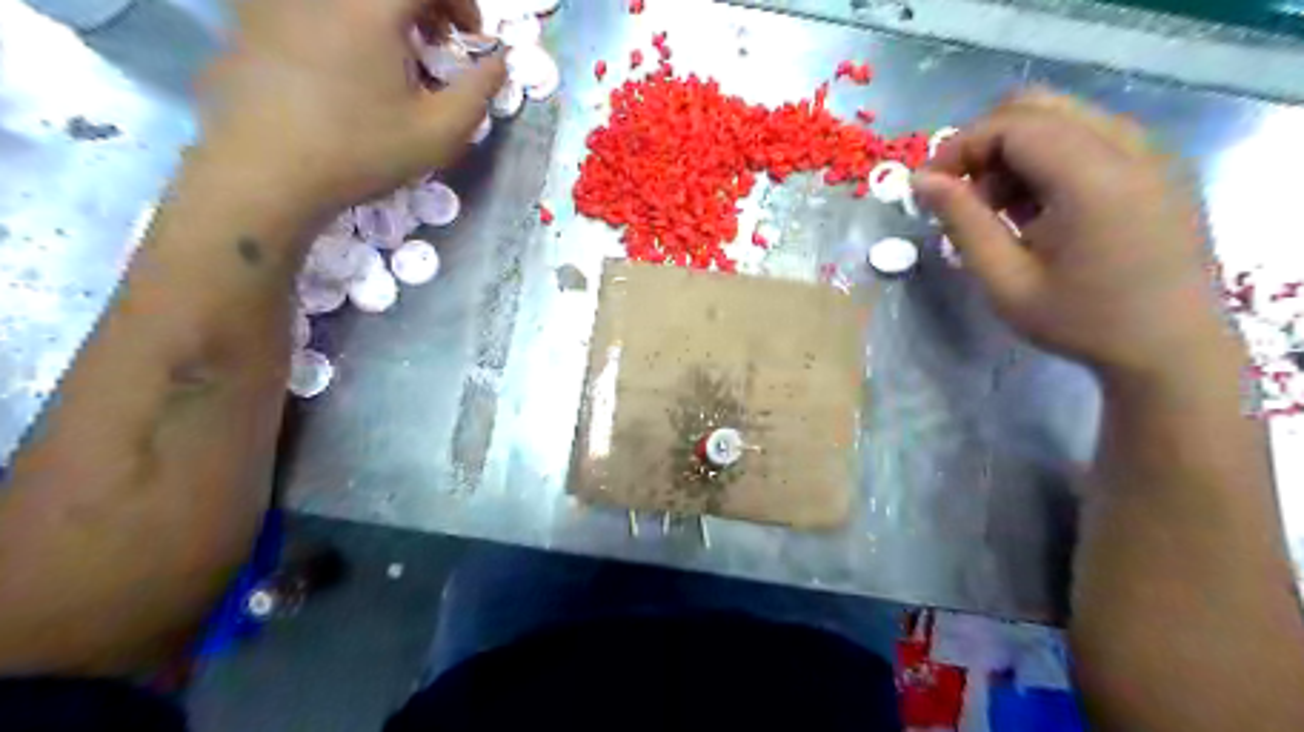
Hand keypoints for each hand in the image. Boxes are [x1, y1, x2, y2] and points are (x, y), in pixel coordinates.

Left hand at [198, 1, 501, 218]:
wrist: (268, 171)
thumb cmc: (363, 151)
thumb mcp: (439, 133)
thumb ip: (479, 92)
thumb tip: (500, 62)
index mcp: (371, 8)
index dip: (461, 2)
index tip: (470, 39)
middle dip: (424, 6)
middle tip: (435, 44)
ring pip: (353, 1)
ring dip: (385, 15)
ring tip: (392, 55)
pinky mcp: (254, 14)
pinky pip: (317, 10)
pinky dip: (345, 22)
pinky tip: (346, 60)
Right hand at [916, 93, 1234, 383]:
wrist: (1170, 349)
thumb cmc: (1080, 322)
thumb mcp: (1005, 281)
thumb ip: (962, 222)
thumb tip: (921, 180)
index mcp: (1094, 177)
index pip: (1013, 124)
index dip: (960, 147)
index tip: (929, 188)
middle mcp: (1130, 147)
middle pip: (1037, 106)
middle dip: (985, 143)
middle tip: (962, 194)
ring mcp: (1151, 152)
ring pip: (1062, 117)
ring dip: (1014, 151)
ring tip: (997, 208)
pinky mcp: (1157, 166)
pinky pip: (1088, 136)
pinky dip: (1047, 158)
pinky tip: (1037, 209)